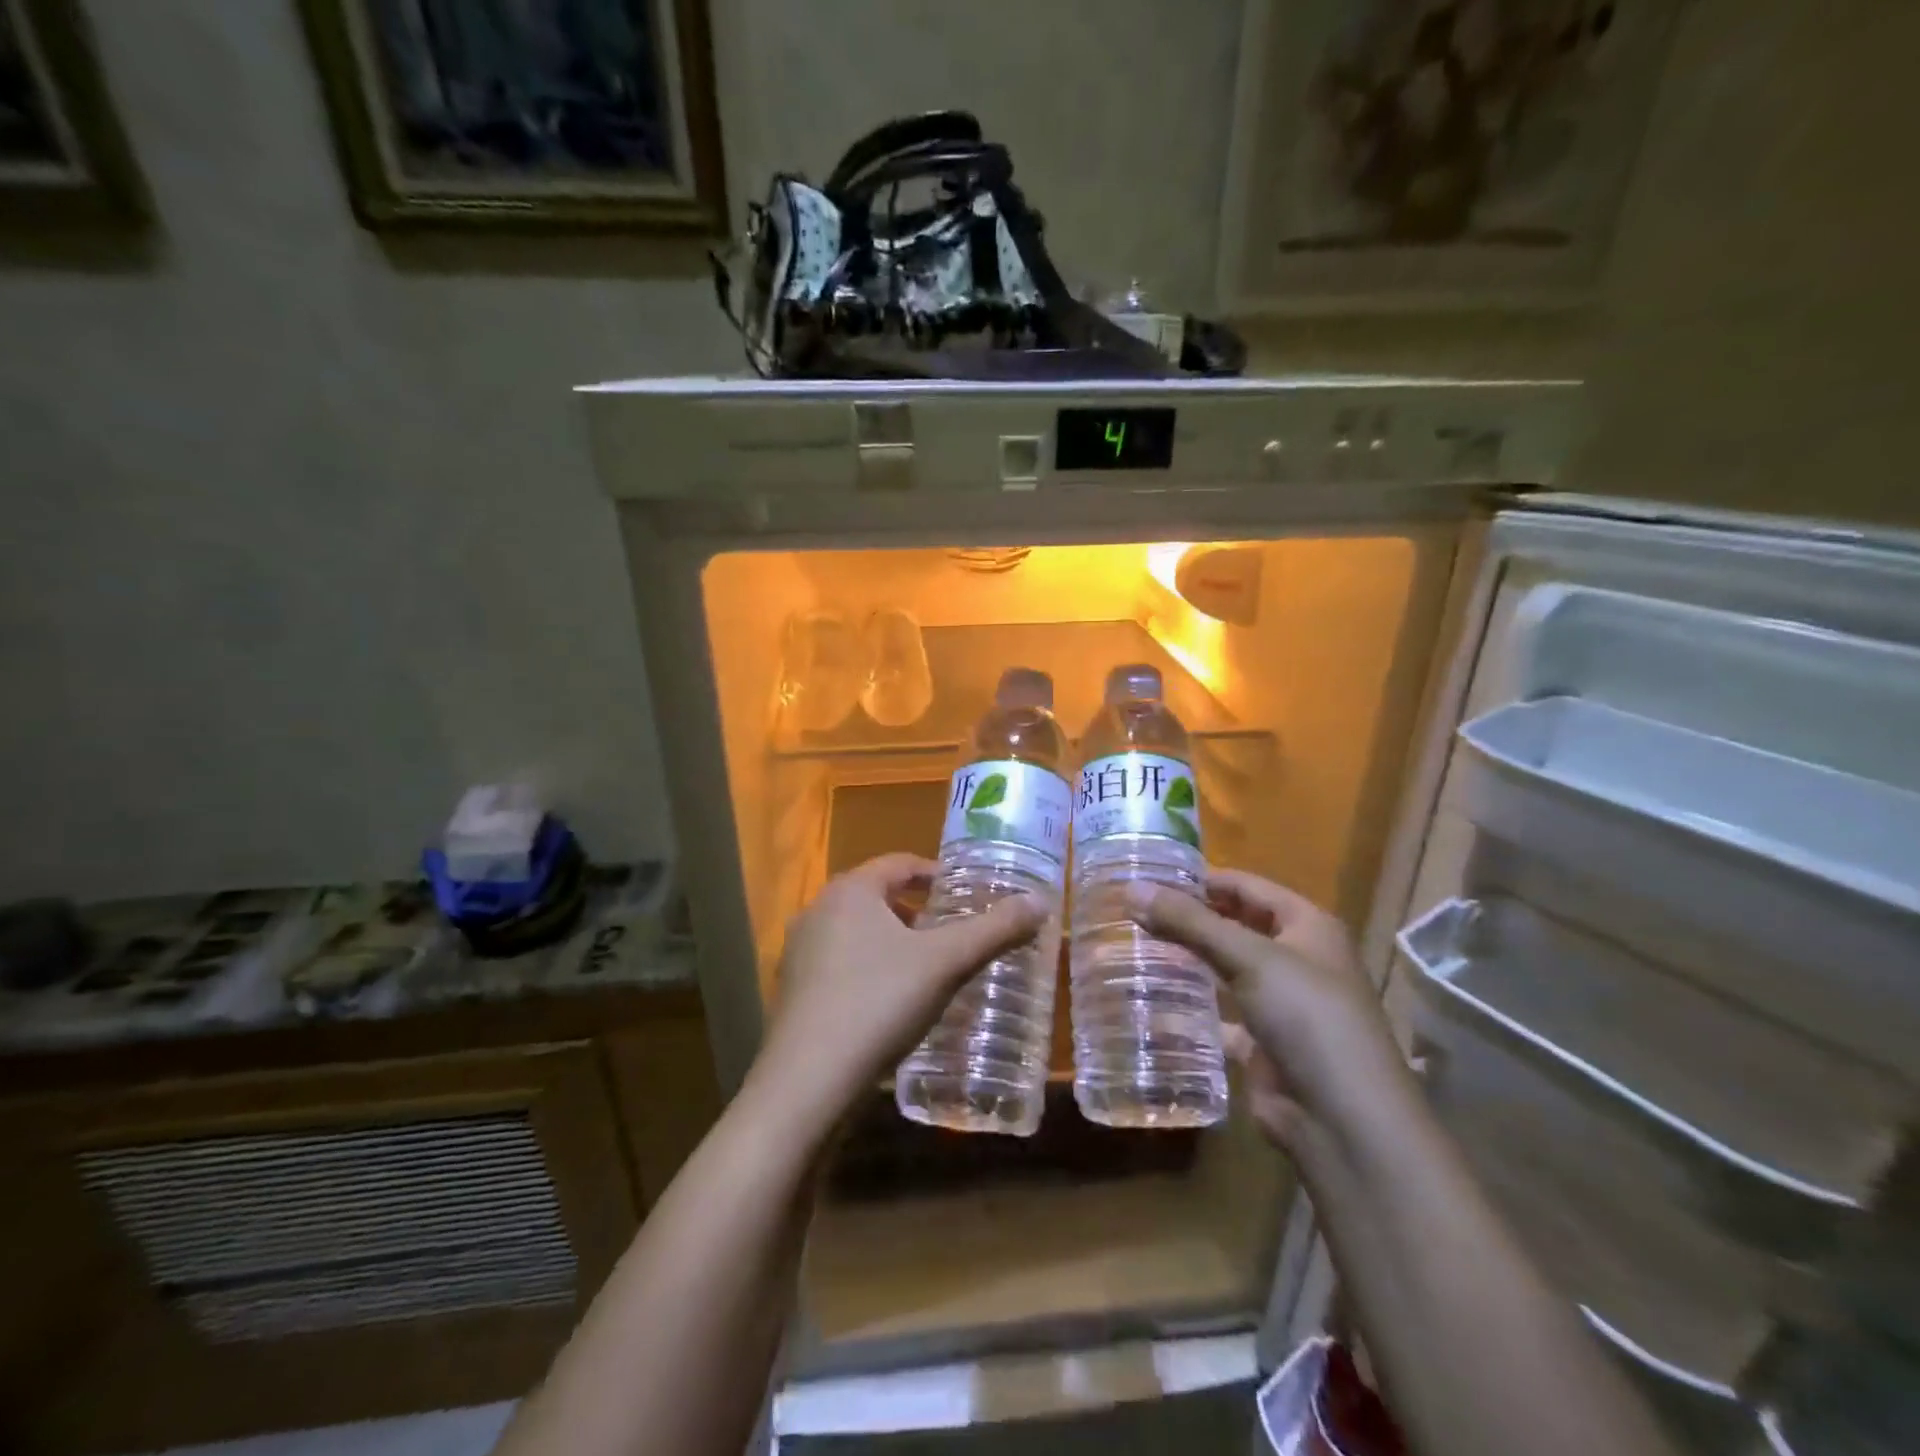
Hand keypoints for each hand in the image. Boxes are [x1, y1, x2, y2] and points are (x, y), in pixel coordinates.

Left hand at [747, 853, 1045, 1136]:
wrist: (807, 1084)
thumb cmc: (879, 1003)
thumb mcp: (946, 963)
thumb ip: (994, 930)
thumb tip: (1040, 900)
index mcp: (850, 890)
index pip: (900, 863)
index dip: (936, 874)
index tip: (966, 892)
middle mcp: (818, 910)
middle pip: (877, 896)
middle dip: (917, 910)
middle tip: (952, 932)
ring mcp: (799, 951)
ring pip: (857, 931)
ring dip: (892, 940)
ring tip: (927, 967)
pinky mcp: (792, 990)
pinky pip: (839, 963)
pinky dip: (869, 968)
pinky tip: (890, 1002)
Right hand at [1127, 869, 1411, 1150]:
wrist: (1343, 1119)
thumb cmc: (1306, 1016)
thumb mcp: (1248, 957)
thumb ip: (1190, 922)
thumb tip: (1132, 888)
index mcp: (1308, 926)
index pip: (1247, 886)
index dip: (1203, 878)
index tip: (1150, 875)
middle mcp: (1298, 959)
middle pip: (1236, 926)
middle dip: (1191, 918)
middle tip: (1134, 909)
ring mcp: (1282, 1004)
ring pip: (1227, 969)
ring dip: (1189, 959)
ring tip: (1135, 945)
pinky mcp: (1264, 1043)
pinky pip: (1222, 1015)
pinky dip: (1193, 1007)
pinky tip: (1154, 998)